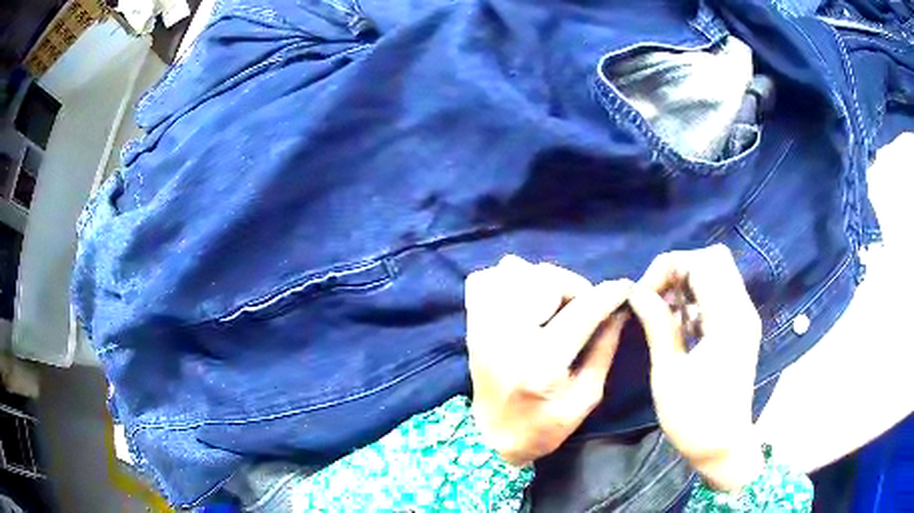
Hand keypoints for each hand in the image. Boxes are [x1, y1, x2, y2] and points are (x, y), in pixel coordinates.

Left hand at [465, 255, 631, 465]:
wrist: (490, 438)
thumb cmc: (544, 426)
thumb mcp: (586, 397)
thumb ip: (604, 349)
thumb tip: (619, 309)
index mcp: (542, 363)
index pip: (582, 311)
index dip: (608, 294)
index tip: (624, 287)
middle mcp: (508, 337)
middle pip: (546, 280)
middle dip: (575, 286)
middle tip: (584, 305)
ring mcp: (483, 327)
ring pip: (513, 270)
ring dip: (542, 280)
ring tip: (554, 303)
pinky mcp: (471, 325)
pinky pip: (483, 279)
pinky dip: (506, 279)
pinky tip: (522, 299)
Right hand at [627, 244, 763, 490]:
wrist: (724, 447)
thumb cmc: (694, 416)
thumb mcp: (669, 372)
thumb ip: (657, 325)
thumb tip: (637, 292)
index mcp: (728, 319)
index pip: (701, 263)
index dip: (668, 268)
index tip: (645, 295)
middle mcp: (742, 310)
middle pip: (714, 259)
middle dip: (680, 269)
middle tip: (657, 297)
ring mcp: (745, 319)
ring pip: (719, 274)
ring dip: (689, 283)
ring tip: (665, 312)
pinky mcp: (742, 329)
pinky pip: (721, 295)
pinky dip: (699, 298)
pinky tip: (681, 325)